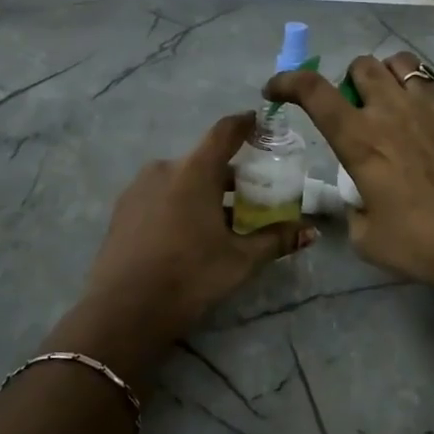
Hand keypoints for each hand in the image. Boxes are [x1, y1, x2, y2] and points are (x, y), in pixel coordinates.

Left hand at [62, 113, 314, 370]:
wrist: (123, 310)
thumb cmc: (190, 277)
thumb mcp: (240, 260)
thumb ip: (275, 240)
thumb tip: (311, 232)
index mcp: (194, 171)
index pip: (224, 132)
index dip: (245, 124)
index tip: (260, 123)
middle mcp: (164, 169)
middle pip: (204, 161)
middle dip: (229, 174)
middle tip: (252, 195)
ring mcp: (138, 187)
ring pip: (180, 179)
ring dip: (203, 191)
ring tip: (221, 221)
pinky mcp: (122, 209)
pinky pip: (160, 194)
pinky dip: (179, 203)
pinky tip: (188, 234)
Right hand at [265, 53, 433, 289]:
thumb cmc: (421, 244)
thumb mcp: (367, 238)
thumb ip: (354, 210)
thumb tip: (359, 201)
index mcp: (359, 139)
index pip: (312, 91)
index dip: (288, 82)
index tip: (277, 90)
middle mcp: (391, 111)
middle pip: (362, 65)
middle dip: (351, 80)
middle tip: (357, 107)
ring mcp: (432, 108)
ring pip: (405, 63)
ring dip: (392, 76)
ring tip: (396, 100)